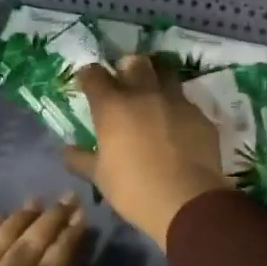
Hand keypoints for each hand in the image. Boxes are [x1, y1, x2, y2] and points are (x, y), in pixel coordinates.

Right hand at [66, 56, 230, 248]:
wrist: (187, 202)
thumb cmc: (134, 189)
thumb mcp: (99, 178)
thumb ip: (80, 159)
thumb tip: (66, 150)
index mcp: (113, 106)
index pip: (94, 74)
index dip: (89, 76)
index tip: (87, 83)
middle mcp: (143, 94)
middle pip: (134, 63)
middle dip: (126, 68)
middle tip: (124, 83)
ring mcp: (175, 101)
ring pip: (165, 75)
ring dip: (156, 81)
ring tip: (153, 98)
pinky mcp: (199, 115)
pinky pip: (185, 103)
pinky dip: (177, 110)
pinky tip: (177, 127)